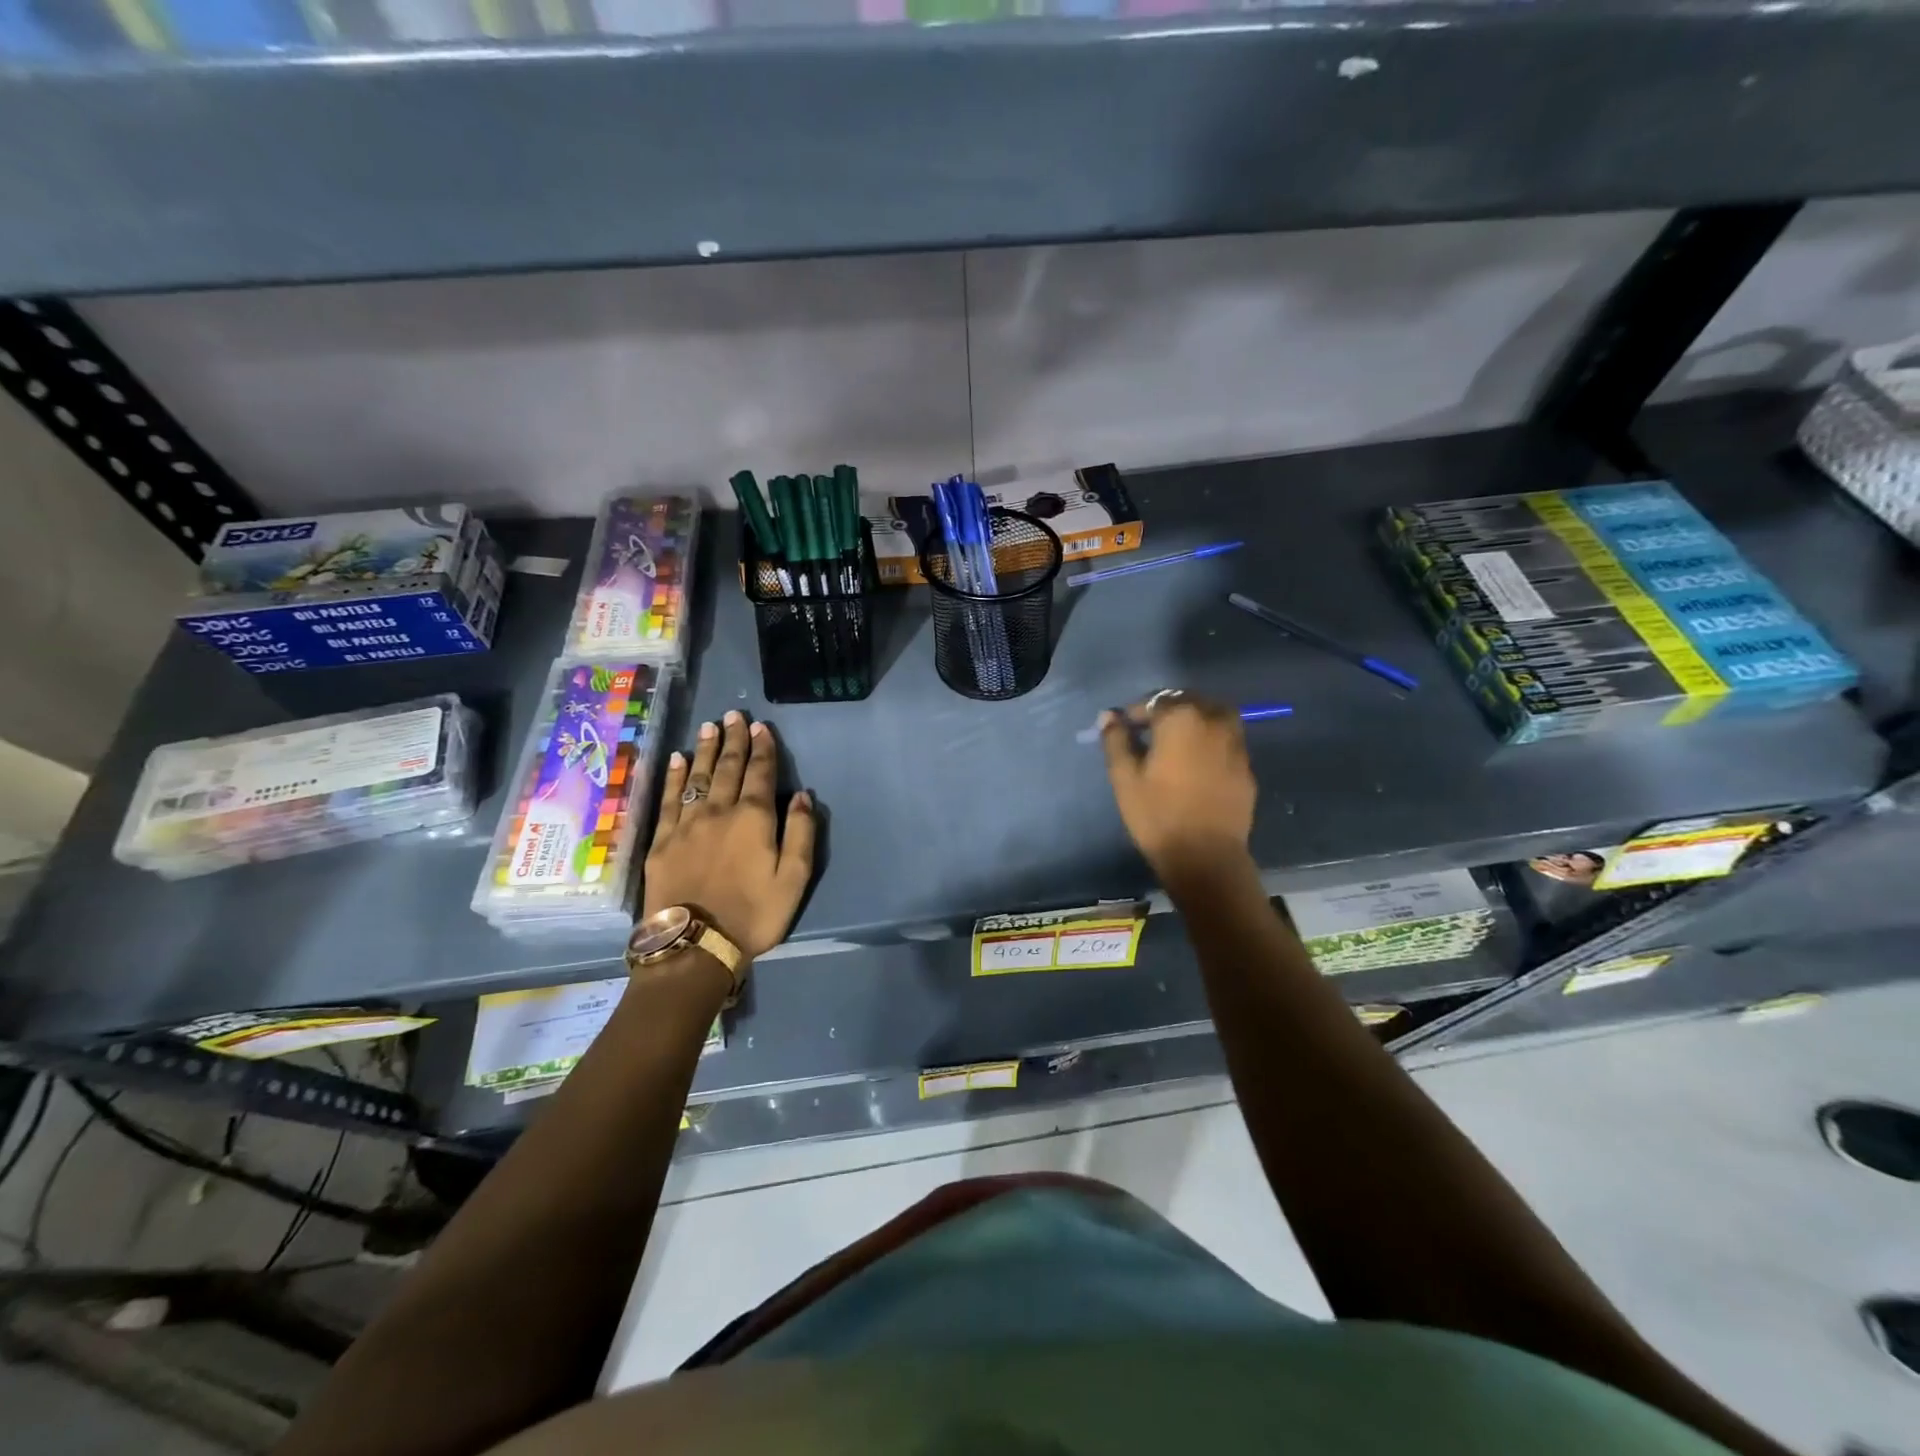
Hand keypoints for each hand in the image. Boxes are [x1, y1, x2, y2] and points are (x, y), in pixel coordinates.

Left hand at [645, 710, 814, 962]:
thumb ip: (800, 833)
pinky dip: (674, 777)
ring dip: (705, 750)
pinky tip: (678, 760)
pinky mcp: (661, 841)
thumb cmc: (753, 914)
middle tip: (734, 715)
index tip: (760, 727)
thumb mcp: (794, 879)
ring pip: (698, 777)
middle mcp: (718, 811)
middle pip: (727, 767)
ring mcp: (686, 824)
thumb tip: (801, 795)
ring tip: (710, 726)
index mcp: (753, 818)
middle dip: (733, 740)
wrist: (695, 946)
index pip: (760, 773)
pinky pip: (668, 799)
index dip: (762, 749)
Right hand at [1099, 693, 1255, 878]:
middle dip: (1168, 709)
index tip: (1124, 728)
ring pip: (1215, 715)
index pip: (1156, 700)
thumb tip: (1109, 716)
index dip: (1136, 711)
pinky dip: (1211, 739)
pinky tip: (1197, 762)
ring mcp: (1236, 743)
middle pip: (1190, 701)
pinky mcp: (1247, 766)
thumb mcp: (1124, 777)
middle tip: (1150, 731)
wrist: (1206, 856)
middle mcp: (1213, 721)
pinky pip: (1227, 739)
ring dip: (1195, 719)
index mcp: (1181, 718)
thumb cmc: (1157, 814)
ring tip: (1176, 741)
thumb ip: (1116, 740)